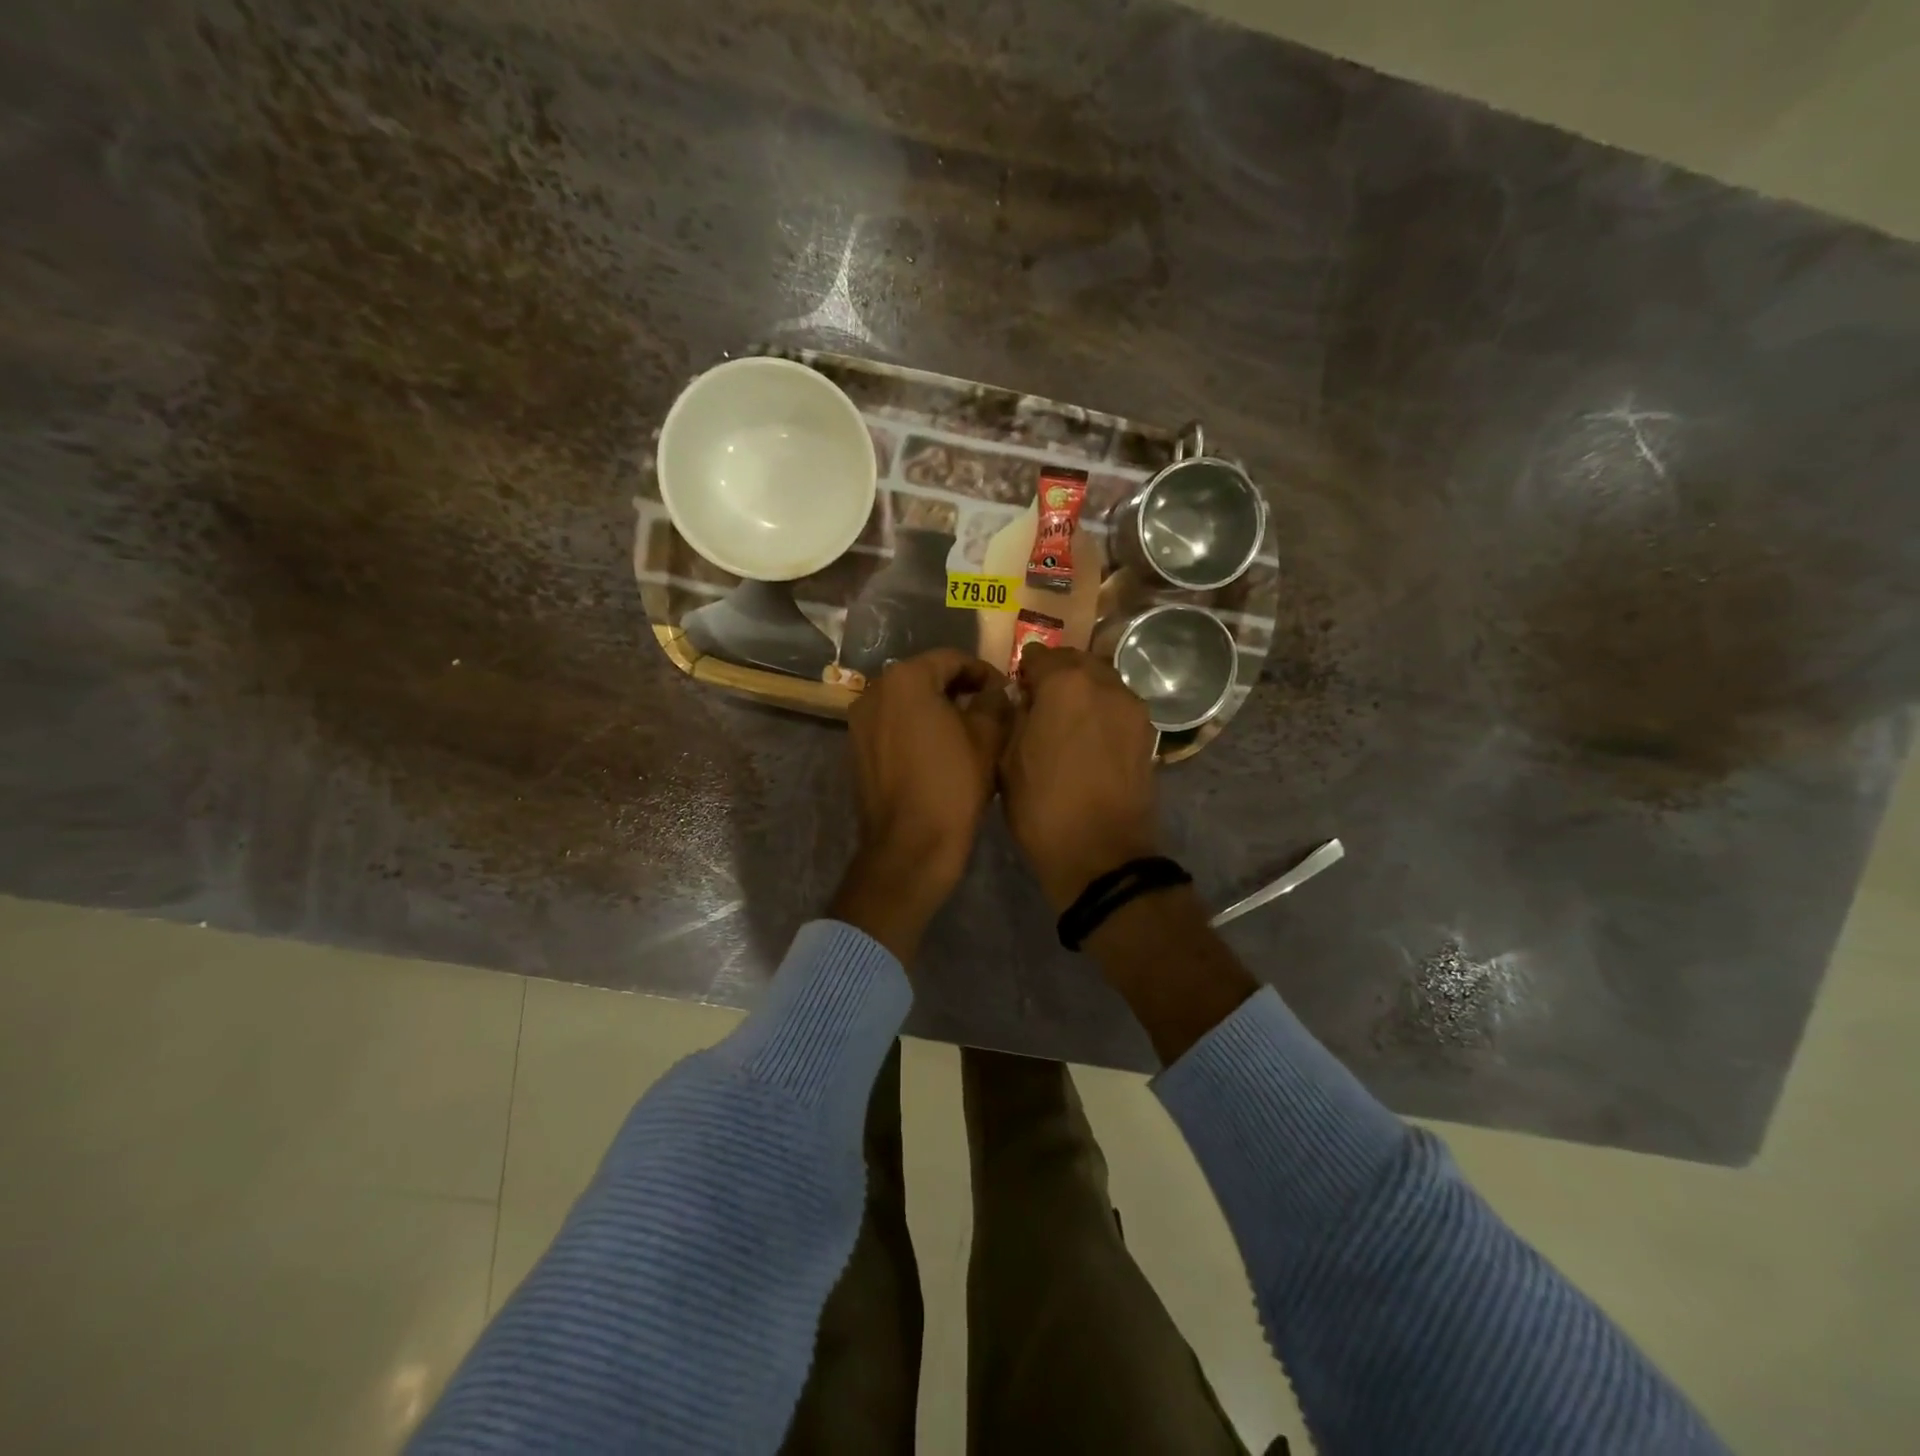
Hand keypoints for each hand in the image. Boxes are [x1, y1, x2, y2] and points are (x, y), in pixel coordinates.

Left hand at [830, 649, 1012, 963]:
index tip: (1005, 691)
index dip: (983, 672)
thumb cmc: (953, 785)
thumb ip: (994, 701)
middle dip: (958, 688)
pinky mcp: (856, 748)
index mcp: (906, 679)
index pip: (952, 659)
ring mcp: (860, 721)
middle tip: (990, 709)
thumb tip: (995, 690)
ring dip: (936, 708)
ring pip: (906, 701)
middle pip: (925, 677)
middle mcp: (875, 691)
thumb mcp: (987, 738)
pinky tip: (939, 749)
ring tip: (967, 730)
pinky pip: (892, 724)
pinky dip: (915, 727)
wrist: (910, 846)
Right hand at [999, 644, 1161, 910]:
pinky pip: (1119, 706)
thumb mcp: (1008, 760)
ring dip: (1083, 690)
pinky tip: (1089, 736)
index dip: (1025, 670)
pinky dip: (1102, 710)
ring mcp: (1133, 708)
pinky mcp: (1148, 733)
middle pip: (1078, 661)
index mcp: (1065, 684)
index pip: (1040, 655)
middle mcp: (1105, 684)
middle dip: (1058, 673)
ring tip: (1067, 719)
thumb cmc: (1042, 808)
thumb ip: (1015, 717)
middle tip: (1040, 700)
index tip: (1017, 687)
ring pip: (1103, 681)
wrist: (1101, 855)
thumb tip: (1024, 700)